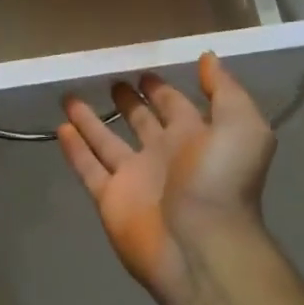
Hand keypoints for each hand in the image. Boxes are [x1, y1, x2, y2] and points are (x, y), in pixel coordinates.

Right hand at [58, 54, 276, 304]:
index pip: (175, 105)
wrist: (202, 246)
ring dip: (90, 120)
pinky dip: (75, 150)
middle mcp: (164, 154)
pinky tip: (61, 128)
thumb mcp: (242, 126)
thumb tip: (208, 58)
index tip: (142, 69)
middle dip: (128, 101)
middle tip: (109, 80)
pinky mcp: (110, 198)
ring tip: (70, 97)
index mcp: (196, 137)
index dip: (161, 88)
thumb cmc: (221, 181)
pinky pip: (88, 168)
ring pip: (107, 142)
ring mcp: (135, 178)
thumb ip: (225, 90)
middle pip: (141, 121)